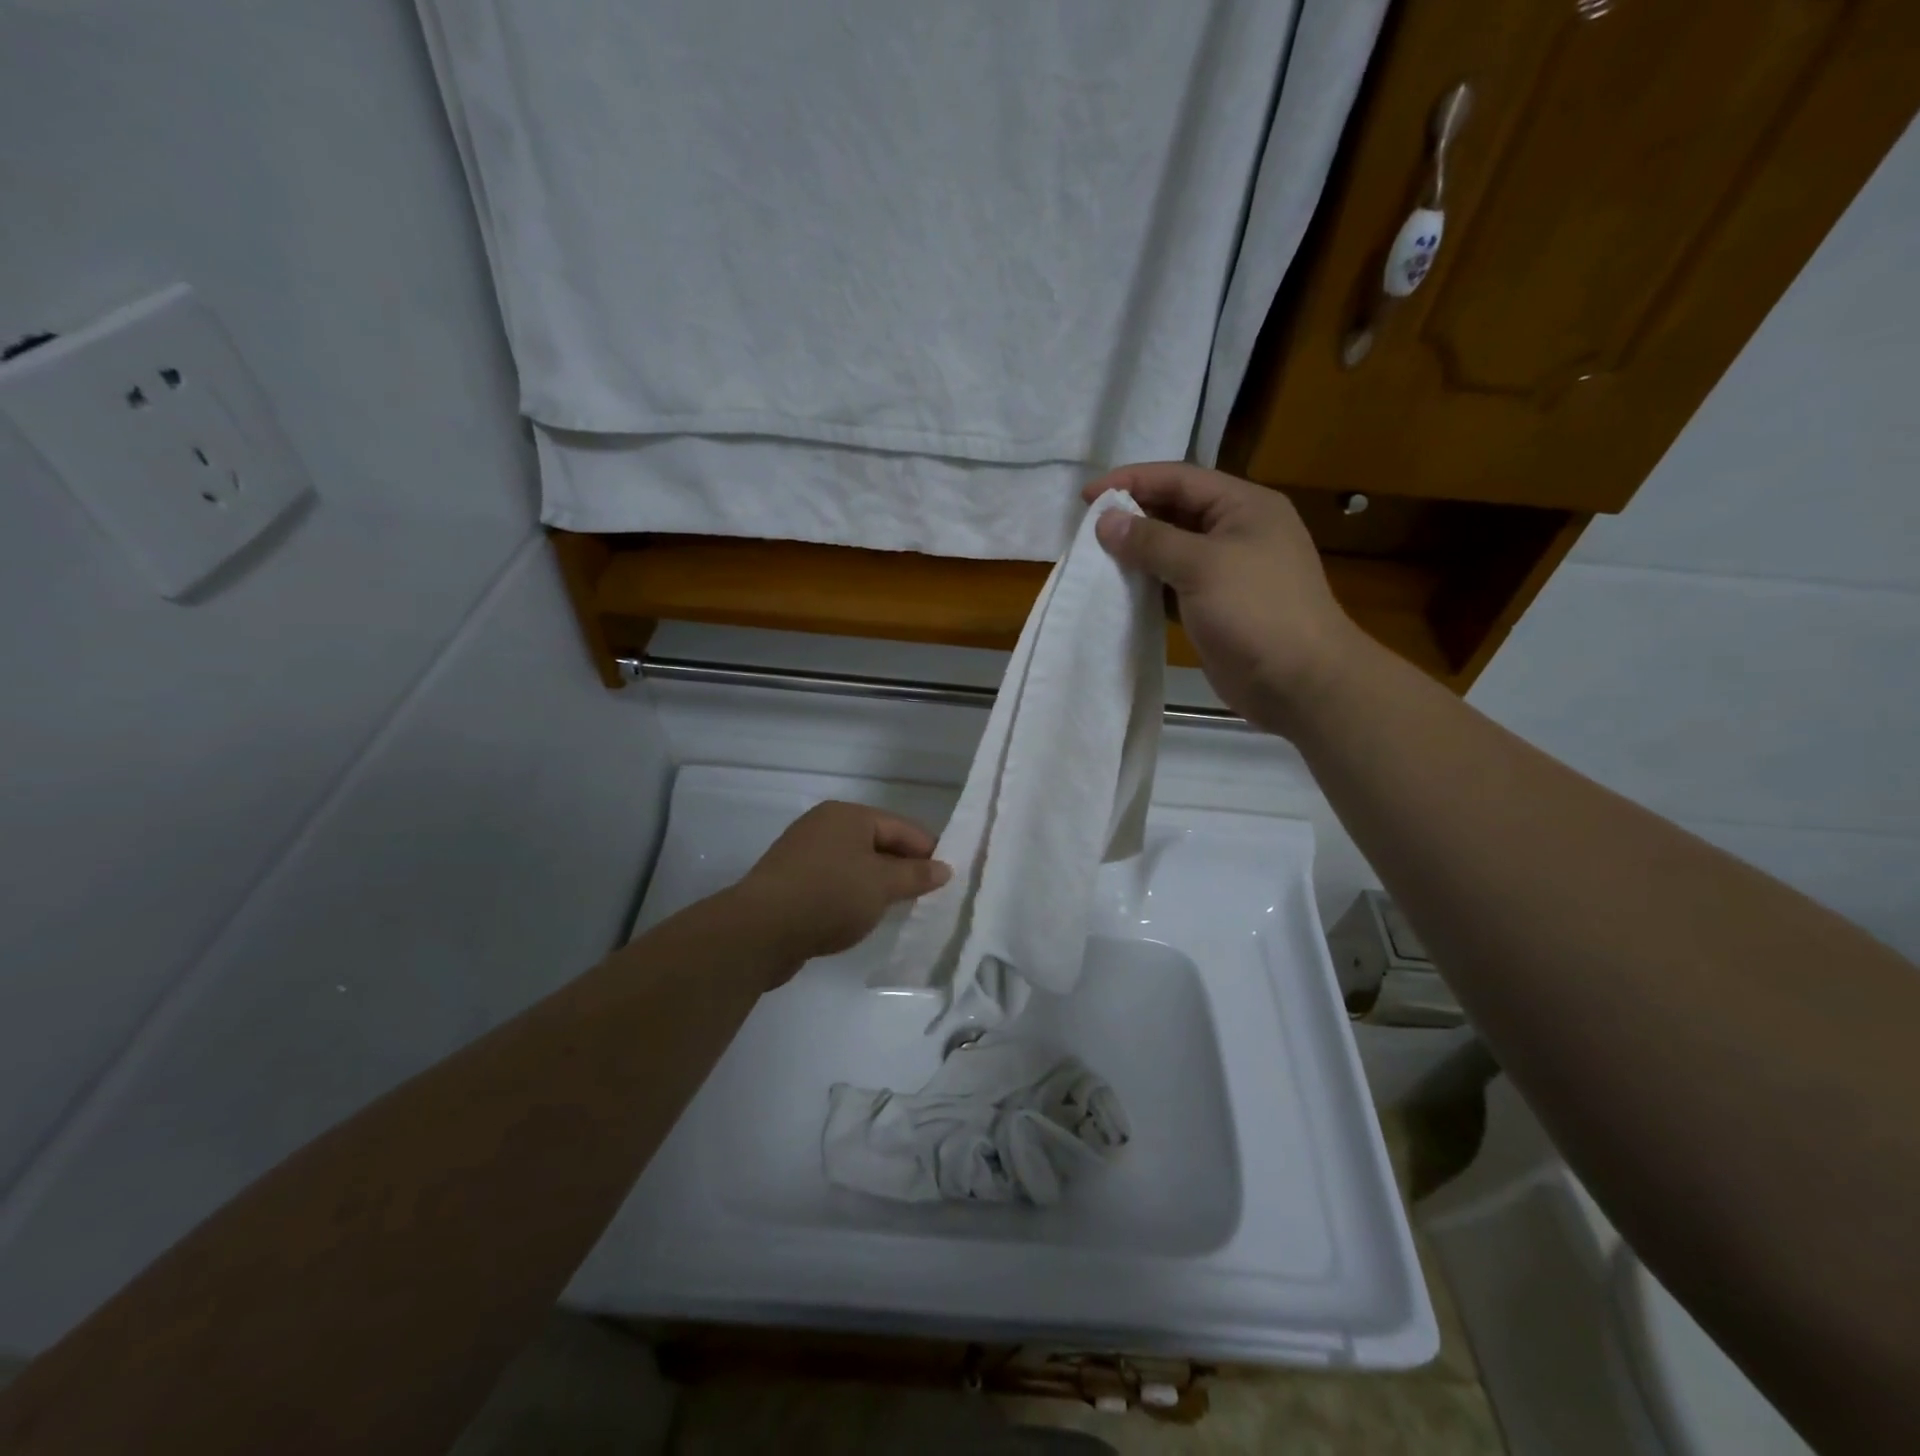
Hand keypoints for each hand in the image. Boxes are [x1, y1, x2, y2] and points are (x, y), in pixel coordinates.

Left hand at [735, 801, 951, 969]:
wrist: (759, 930)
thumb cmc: (829, 895)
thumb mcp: (882, 885)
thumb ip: (916, 875)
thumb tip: (944, 868)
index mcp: (848, 816)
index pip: (902, 827)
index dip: (929, 851)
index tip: (950, 878)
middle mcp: (824, 826)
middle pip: (878, 843)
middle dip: (904, 868)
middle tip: (930, 896)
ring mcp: (804, 853)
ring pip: (856, 865)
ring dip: (878, 884)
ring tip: (900, 908)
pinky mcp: (791, 882)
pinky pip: (835, 882)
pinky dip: (853, 896)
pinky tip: (863, 916)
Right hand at [1083, 463, 1367, 732]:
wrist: (1299, 681)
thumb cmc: (1256, 611)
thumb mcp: (1201, 565)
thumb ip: (1151, 540)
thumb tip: (1106, 521)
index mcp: (1244, 506)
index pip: (1180, 479)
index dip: (1132, 481)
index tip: (1087, 496)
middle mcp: (1237, 531)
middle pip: (1175, 511)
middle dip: (1132, 516)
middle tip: (1087, 529)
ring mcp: (1228, 571)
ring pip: (1172, 550)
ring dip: (1136, 553)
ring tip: (1095, 557)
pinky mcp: (1216, 607)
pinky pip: (1173, 585)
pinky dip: (1147, 585)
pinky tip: (1118, 590)